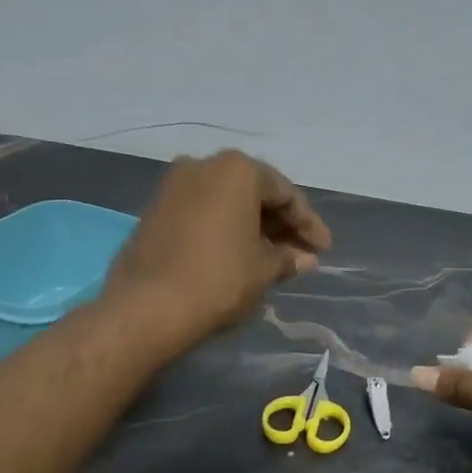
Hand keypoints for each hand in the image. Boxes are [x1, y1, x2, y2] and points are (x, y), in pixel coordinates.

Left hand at [104, 150, 331, 347]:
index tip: (323, 250)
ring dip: (252, 227)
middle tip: (300, 254)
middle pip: (254, 192)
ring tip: (273, 259)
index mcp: (237, 170)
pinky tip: (238, 255)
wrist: (148, 306)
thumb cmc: (219, 280)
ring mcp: (174, 186)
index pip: (285, 193)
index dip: (308, 223)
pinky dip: (225, 229)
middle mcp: (203, 166)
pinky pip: (203, 212)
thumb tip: (305, 258)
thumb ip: (288, 258)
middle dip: (280, 224)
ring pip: (226, 202)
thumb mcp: (263, 270)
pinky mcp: (155, 210)